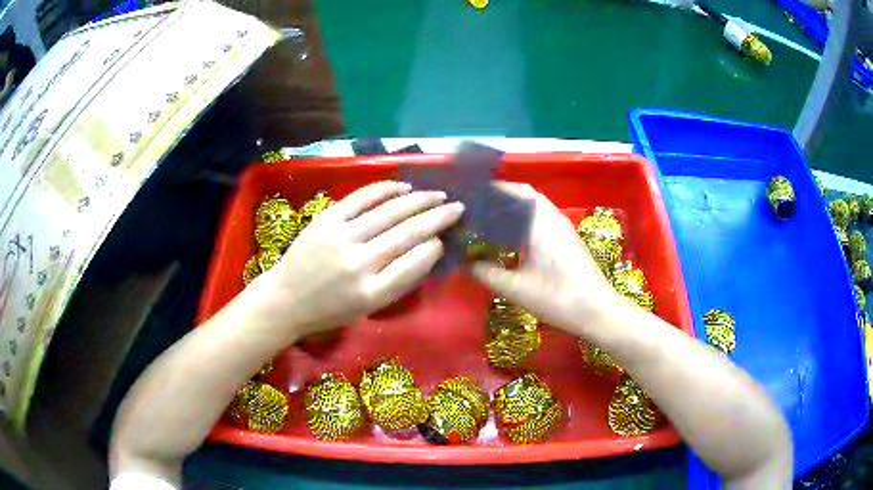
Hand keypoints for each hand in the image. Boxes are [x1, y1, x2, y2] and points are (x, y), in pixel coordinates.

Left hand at [247, 181, 463, 339]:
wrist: (284, 300)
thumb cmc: (329, 310)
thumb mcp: (367, 308)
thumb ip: (397, 282)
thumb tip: (426, 249)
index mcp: (371, 294)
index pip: (414, 265)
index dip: (435, 247)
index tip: (446, 238)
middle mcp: (358, 265)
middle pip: (406, 234)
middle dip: (437, 217)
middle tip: (457, 207)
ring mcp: (340, 239)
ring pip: (388, 213)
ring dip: (418, 200)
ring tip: (438, 194)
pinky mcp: (325, 220)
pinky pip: (360, 199)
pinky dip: (385, 190)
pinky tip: (403, 187)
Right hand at [471, 182, 621, 335]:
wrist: (598, 311)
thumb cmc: (558, 298)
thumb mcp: (516, 289)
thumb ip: (486, 273)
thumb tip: (464, 263)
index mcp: (539, 223)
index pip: (512, 193)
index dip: (490, 192)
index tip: (469, 198)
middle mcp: (553, 218)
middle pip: (525, 194)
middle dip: (502, 195)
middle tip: (478, 208)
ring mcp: (564, 227)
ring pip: (536, 205)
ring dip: (515, 206)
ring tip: (492, 220)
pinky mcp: (569, 239)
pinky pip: (543, 217)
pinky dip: (526, 218)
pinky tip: (514, 237)